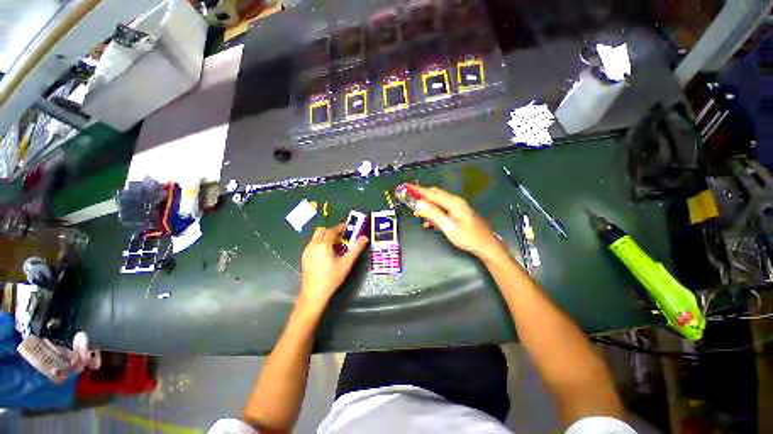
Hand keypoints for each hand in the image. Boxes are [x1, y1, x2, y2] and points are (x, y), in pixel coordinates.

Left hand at [300, 223, 368, 309]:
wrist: (314, 293)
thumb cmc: (332, 278)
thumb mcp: (347, 263)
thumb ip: (356, 249)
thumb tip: (365, 238)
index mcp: (324, 244)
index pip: (332, 230)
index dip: (340, 227)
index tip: (347, 228)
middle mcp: (313, 244)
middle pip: (322, 230)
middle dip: (331, 231)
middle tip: (341, 237)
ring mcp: (307, 250)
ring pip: (316, 237)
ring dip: (325, 237)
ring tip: (335, 246)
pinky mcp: (304, 257)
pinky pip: (312, 244)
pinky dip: (320, 243)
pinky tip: (326, 254)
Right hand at [410, 185, 507, 261]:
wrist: (486, 246)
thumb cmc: (467, 237)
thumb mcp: (448, 226)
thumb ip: (433, 214)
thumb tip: (419, 203)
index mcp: (453, 202)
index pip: (432, 193)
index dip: (418, 190)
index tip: (407, 187)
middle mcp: (455, 201)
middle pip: (435, 195)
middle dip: (422, 197)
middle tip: (410, 201)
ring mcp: (458, 207)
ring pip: (438, 203)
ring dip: (427, 207)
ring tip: (417, 214)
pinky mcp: (458, 214)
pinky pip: (443, 210)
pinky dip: (434, 214)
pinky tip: (429, 223)